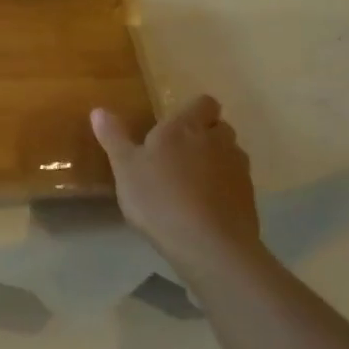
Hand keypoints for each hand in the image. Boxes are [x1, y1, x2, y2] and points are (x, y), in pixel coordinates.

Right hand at [91, 95, 262, 283]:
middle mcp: (218, 141)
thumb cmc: (159, 198)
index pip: (204, 103)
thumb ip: (114, 137)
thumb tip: (99, 110)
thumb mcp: (125, 168)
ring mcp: (238, 170)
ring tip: (191, 183)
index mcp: (186, 127)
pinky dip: (223, 189)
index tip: (176, 125)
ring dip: (216, 161)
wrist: (209, 246)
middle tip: (179, 153)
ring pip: (230, 155)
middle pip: (219, 127)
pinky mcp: (249, 198)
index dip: (194, 110)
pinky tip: (204, 208)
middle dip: (205, 135)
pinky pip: (236, 183)